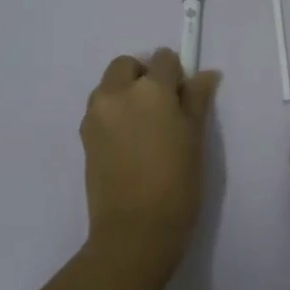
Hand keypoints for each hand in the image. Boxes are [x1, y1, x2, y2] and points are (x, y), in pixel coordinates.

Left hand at [80, 48, 220, 266]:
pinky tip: (128, 144)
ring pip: (109, 86)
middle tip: (162, 109)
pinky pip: (100, 110)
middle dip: (143, 76)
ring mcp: (95, 114)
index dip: (176, 74)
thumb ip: (197, 100)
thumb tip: (205, 75)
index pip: (163, 59)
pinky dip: (113, 114)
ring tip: (143, 128)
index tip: (183, 97)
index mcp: (150, 90)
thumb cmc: (177, 184)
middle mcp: (117, 93)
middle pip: (127, 65)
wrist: (135, 230)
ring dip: (125, 93)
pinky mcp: (83, 136)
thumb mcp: (194, 139)